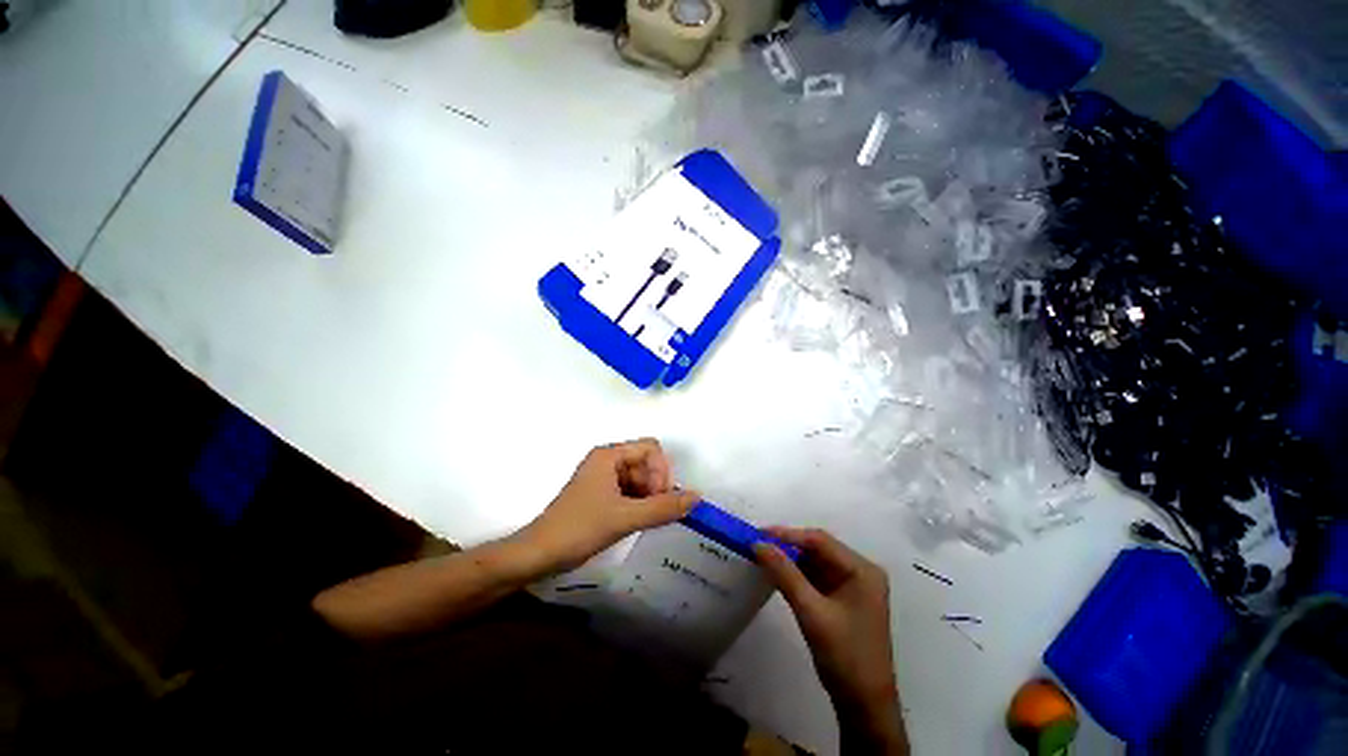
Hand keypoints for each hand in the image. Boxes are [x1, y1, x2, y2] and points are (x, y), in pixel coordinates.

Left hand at [521, 439, 699, 572]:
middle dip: (655, 485)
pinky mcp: (600, 494)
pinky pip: (629, 490)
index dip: (662, 471)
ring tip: (644, 520)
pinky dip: (638, 503)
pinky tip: (636, 521)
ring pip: (639, 478)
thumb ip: (663, 507)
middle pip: (646, 462)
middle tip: (654, 512)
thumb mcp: (624, 517)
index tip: (660, 498)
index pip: (651, 448)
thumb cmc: (579, 528)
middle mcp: (606, 460)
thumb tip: (697, 497)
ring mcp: (602, 477)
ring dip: (648, 496)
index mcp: (609, 455)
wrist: (538, 554)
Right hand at [754, 528, 907, 754]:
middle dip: (788, 546)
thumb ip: (785, 574)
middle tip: (758, 543)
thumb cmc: (844, 656)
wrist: (863, 706)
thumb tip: (758, 543)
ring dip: (790, 560)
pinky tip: (777, 573)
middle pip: (818, 549)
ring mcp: (853, 586)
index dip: (788, 534)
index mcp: (862, 570)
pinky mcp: (843, 599)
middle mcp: (860, 572)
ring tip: (762, 555)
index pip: (820, 541)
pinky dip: (797, 575)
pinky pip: (816, 578)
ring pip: (816, 562)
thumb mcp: (811, 612)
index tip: (759, 534)